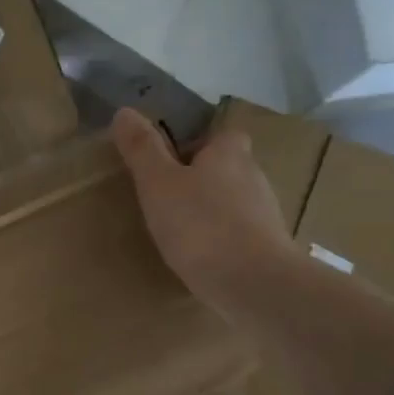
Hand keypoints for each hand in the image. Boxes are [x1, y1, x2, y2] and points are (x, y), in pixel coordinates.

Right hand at [112, 107, 299, 321]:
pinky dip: (224, 240)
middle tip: (170, 199)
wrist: (254, 283)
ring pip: (236, 202)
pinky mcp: (269, 248)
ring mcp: (266, 214)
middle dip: (204, 179)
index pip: (222, 135)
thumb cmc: (201, 226)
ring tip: (183, 232)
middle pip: (229, 168)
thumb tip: (124, 111)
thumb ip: (142, 149)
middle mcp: (254, 176)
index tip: (172, 164)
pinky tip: (204, 258)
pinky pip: (242, 234)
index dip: (199, 145)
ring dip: (214, 211)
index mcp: (229, 153)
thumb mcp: (158, 184)